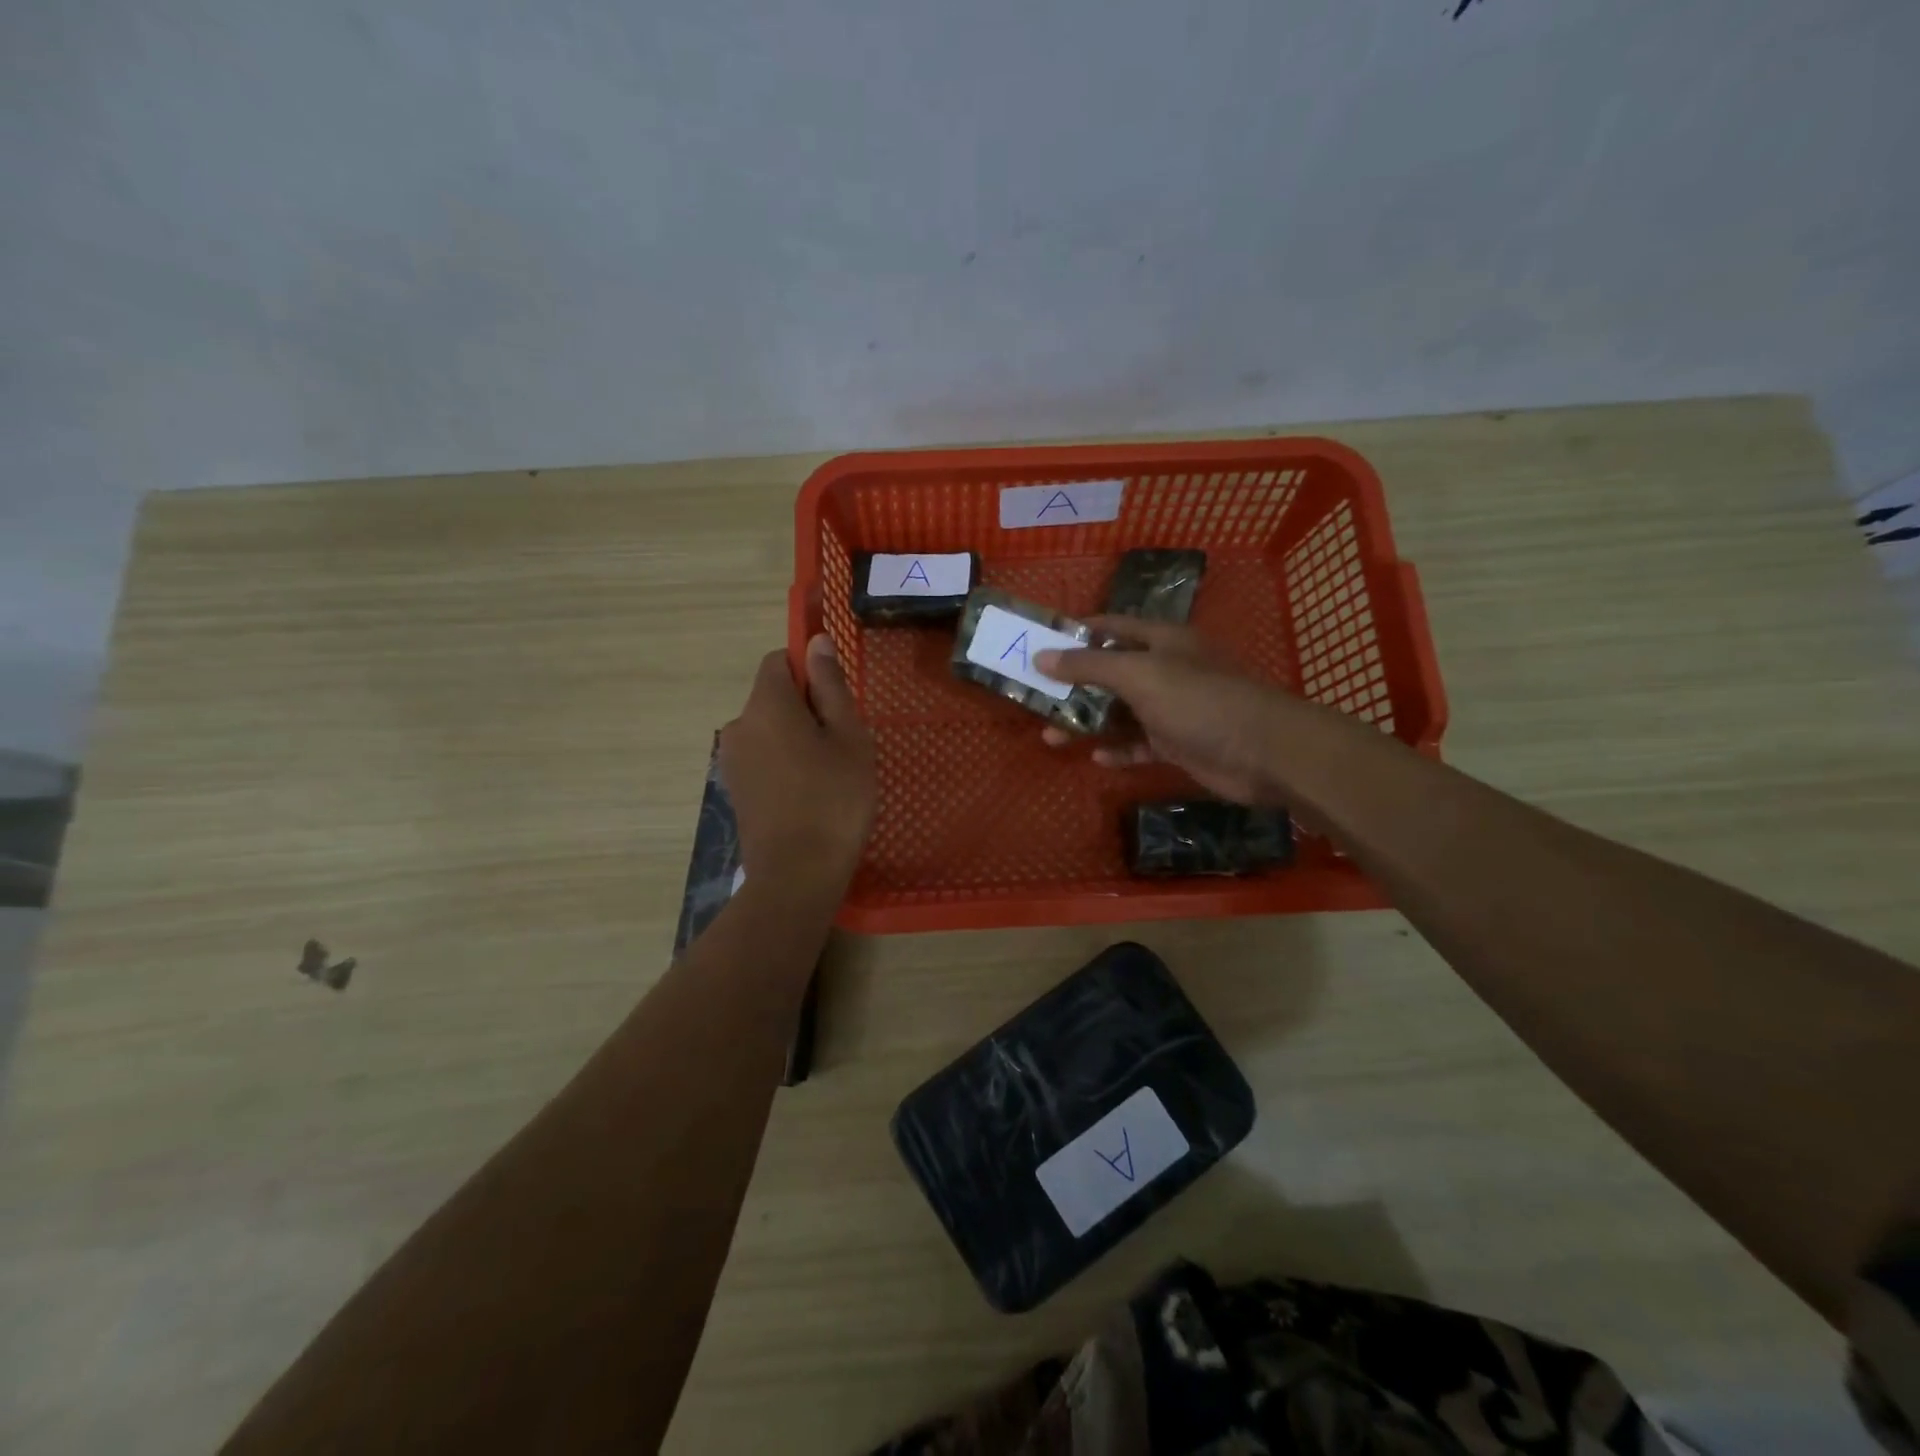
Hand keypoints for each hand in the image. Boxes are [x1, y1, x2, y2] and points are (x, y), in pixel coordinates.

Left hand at [719, 636, 875, 889]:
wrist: (796, 875)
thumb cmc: (834, 799)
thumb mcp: (848, 737)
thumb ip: (831, 685)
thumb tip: (816, 641)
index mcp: (766, 705)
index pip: (779, 660)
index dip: (809, 669)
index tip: (837, 699)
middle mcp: (739, 725)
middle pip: (773, 697)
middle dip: (807, 708)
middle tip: (844, 744)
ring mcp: (733, 760)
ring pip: (769, 730)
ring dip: (797, 738)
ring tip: (830, 774)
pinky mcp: (735, 789)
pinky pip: (763, 758)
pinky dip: (784, 763)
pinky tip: (809, 795)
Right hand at [1035, 618, 1293, 804]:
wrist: (1263, 752)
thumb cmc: (1199, 700)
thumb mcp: (1139, 674)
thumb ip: (1089, 665)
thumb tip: (1041, 656)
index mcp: (1160, 641)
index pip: (1109, 626)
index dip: (1074, 635)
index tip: (1037, 647)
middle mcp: (1165, 669)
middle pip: (1109, 673)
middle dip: (1072, 686)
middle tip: (1035, 700)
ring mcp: (1171, 708)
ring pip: (1119, 712)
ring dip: (1087, 723)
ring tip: (1050, 737)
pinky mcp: (1177, 743)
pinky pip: (1138, 744)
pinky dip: (1118, 750)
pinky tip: (1097, 758)